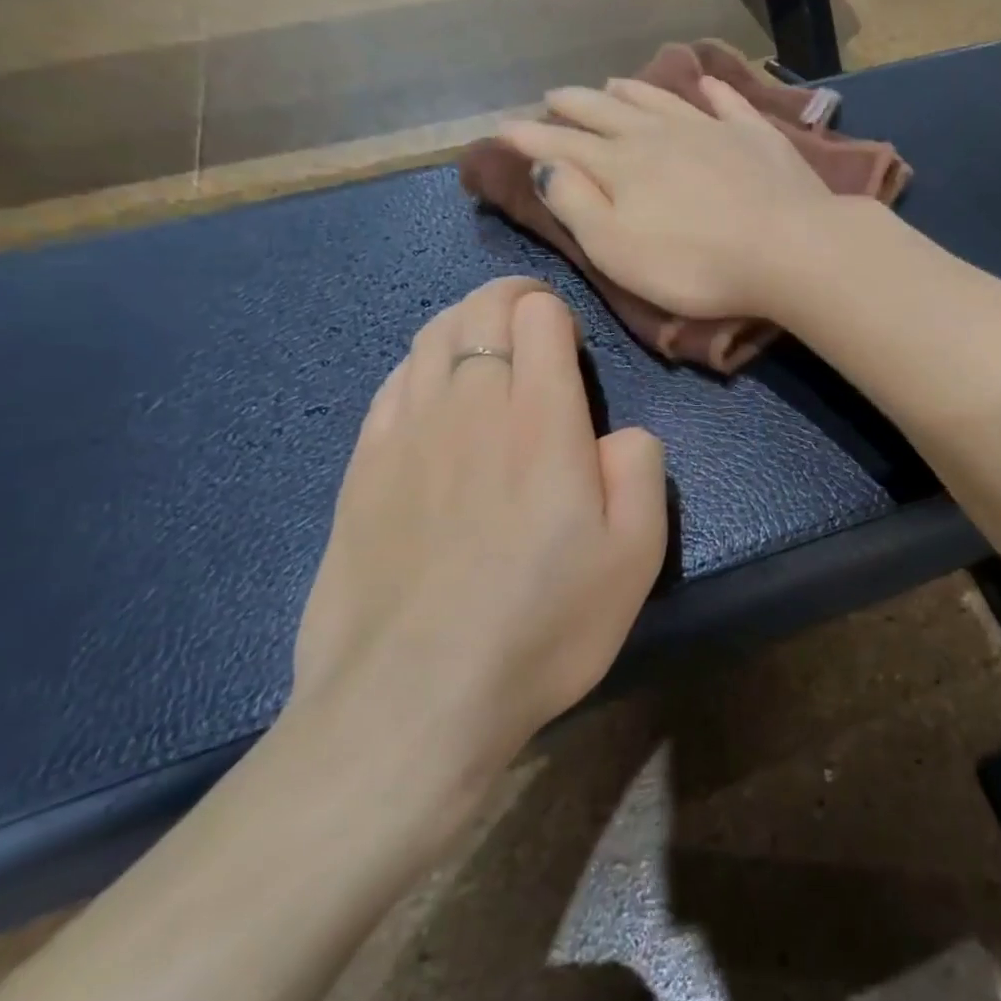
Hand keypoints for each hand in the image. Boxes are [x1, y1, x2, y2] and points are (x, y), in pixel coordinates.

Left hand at [287, 278, 666, 857]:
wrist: (412, 700)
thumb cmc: (542, 625)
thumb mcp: (635, 555)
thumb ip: (641, 469)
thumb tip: (619, 434)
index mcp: (541, 419)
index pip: (538, 315)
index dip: (556, 312)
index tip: (570, 345)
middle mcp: (468, 406)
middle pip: (478, 312)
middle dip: (508, 300)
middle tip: (532, 325)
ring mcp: (404, 435)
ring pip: (428, 339)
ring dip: (462, 325)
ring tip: (484, 346)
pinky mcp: (359, 470)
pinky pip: (389, 386)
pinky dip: (417, 367)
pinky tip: (430, 392)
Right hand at [497, 75, 834, 319]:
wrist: (790, 248)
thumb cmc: (696, 265)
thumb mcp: (617, 249)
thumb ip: (576, 205)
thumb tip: (544, 166)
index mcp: (622, 166)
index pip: (564, 147)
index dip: (530, 139)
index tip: (503, 128)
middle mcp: (661, 136)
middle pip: (608, 113)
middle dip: (575, 105)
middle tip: (554, 96)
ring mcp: (712, 130)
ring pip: (661, 101)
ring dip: (632, 92)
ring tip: (611, 82)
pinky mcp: (758, 137)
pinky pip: (727, 103)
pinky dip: (711, 91)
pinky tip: (705, 84)